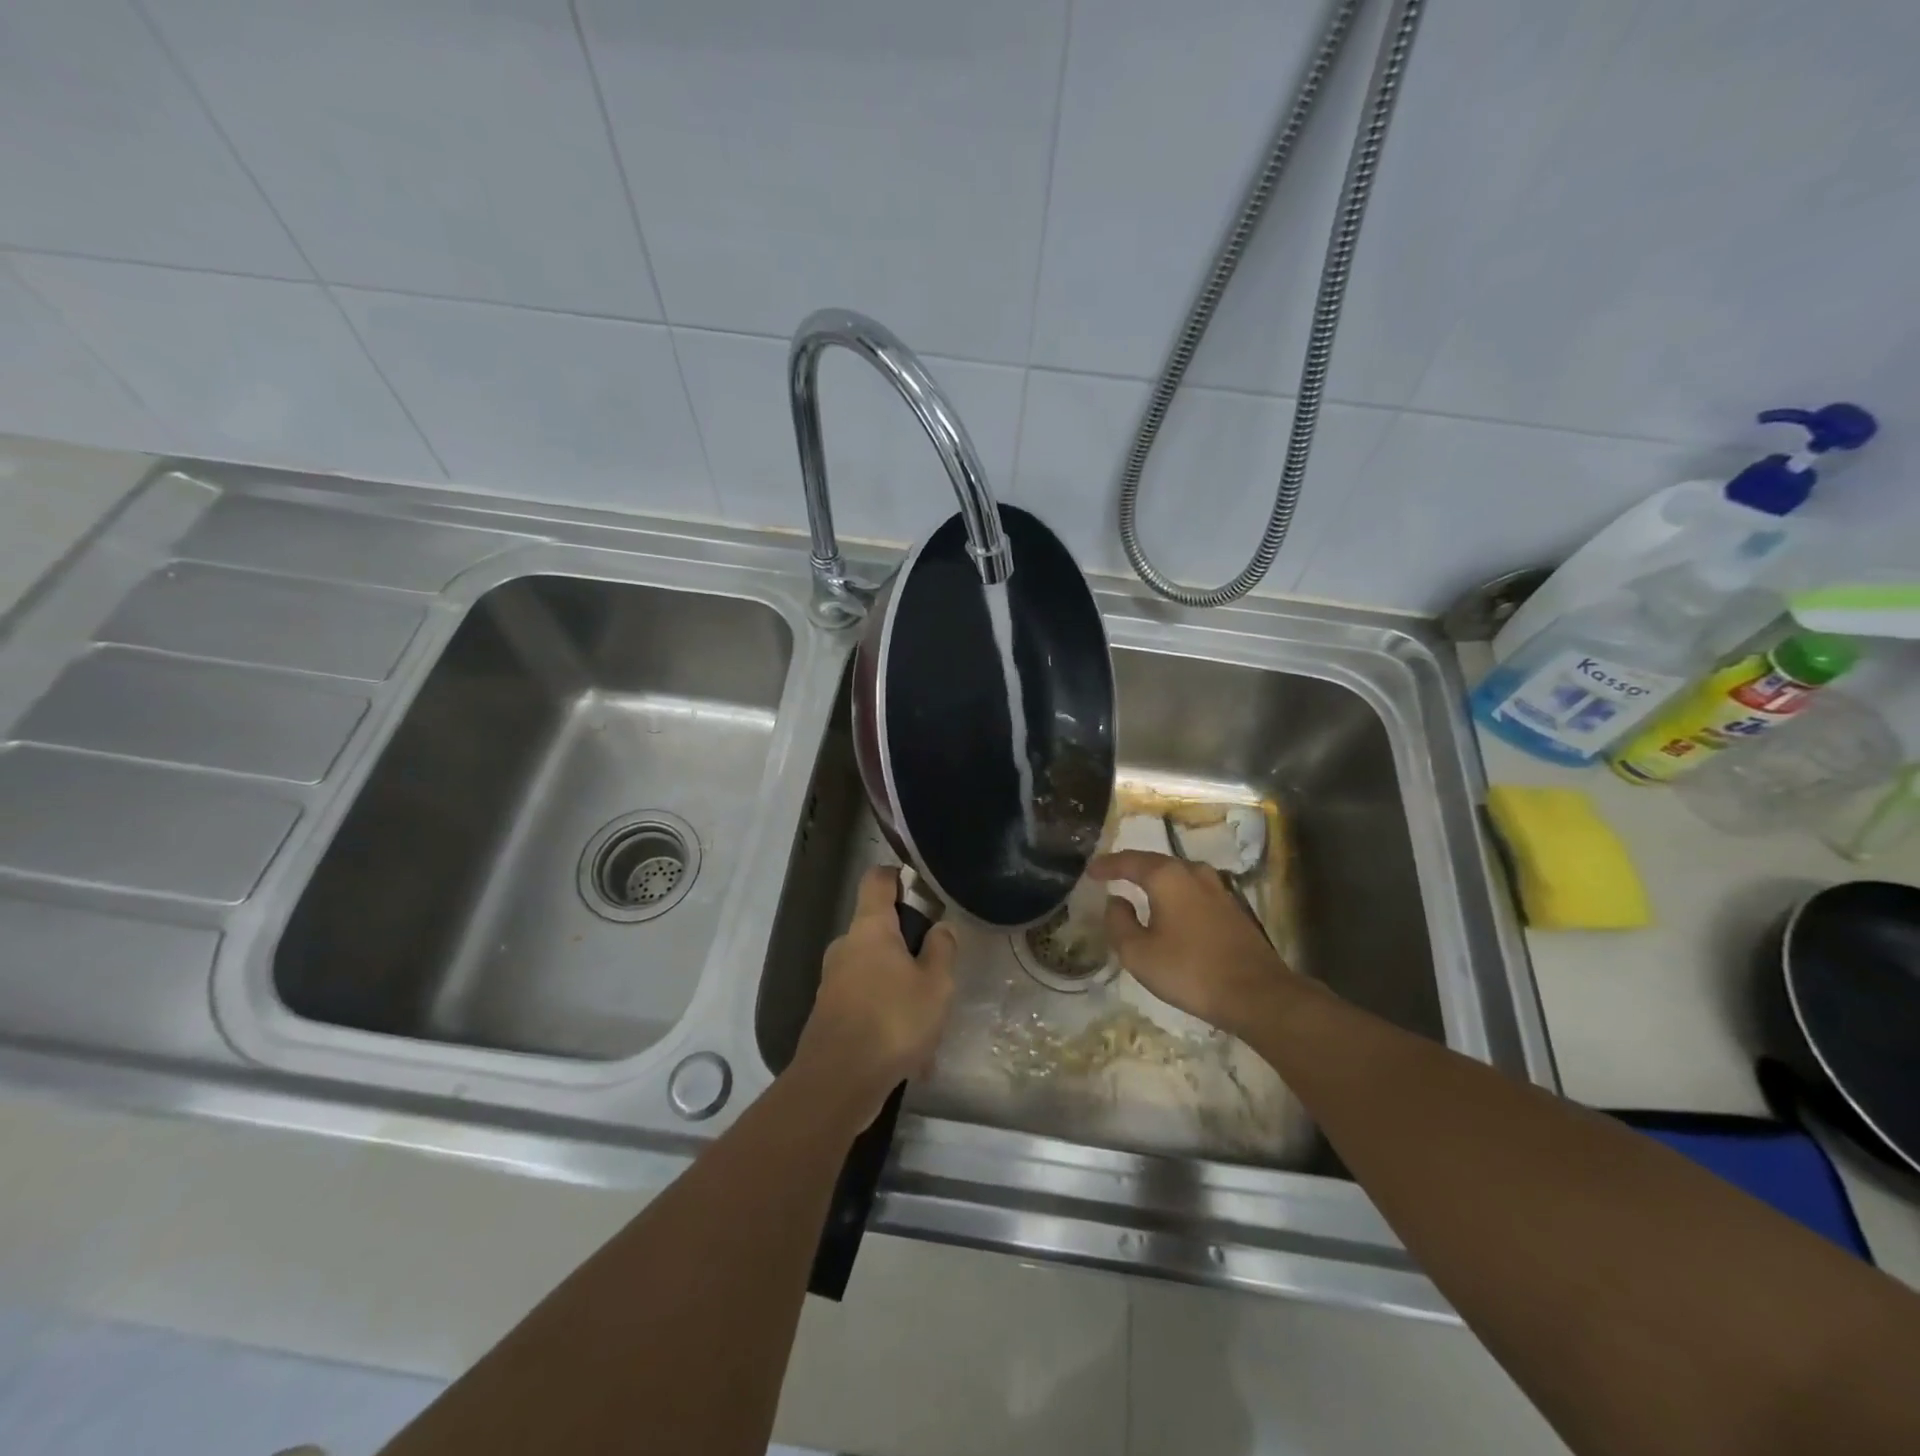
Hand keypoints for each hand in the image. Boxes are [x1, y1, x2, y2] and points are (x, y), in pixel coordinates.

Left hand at [793, 866, 956, 1125]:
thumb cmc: (892, 1021)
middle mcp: (846, 947)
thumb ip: (942, 951)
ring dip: (901, 989)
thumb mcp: (935, 985)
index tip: (922, 887)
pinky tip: (911, 1055)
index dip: (899, 875)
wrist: (837, 1083)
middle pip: (879, 929)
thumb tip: (940, 928)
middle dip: (909, 946)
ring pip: (875, 972)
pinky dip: (888, 1018)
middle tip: (938, 972)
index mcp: (870, 928)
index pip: (878, 879)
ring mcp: (833, 981)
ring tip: (929, 1025)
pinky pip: (867, 1003)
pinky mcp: (830, 1014)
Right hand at [1088, 850, 1297, 1040]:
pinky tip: (1170, 910)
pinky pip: (1193, 891)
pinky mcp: (1233, 908)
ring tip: (1138, 889)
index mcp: (1167, 876)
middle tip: (1111, 875)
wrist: (1257, 994)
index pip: (1129, 861)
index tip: (1090, 871)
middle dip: (1132, 868)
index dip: (1107, 865)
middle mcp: (1193, 872)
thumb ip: (1119, 923)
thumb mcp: (1138, 953)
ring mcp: (1218, 888)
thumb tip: (1116, 902)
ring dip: (1156, 880)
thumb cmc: (1190, 970)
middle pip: (1155, 863)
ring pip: (1178, 876)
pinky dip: (1175, 894)